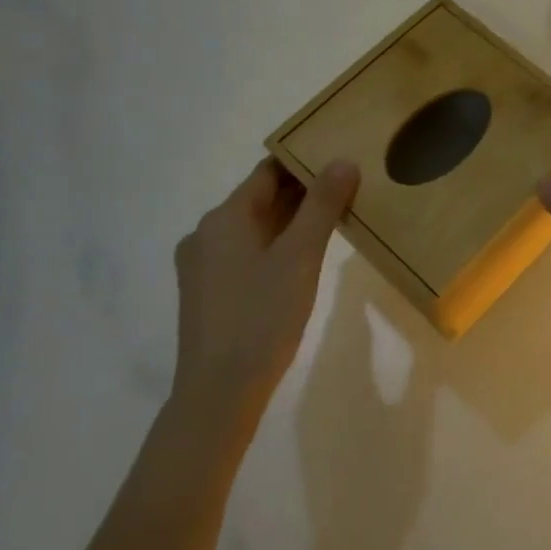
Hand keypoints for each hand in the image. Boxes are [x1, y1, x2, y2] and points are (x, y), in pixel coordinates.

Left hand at [173, 158, 358, 403]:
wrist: (218, 393)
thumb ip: (322, 206)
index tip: (340, 156)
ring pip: (254, 228)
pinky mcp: (208, 293)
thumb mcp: (300, 257)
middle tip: (347, 186)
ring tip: (334, 218)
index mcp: (224, 218)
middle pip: (260, 199)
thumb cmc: (262, 317)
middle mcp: (206, 234)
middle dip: (302, 192)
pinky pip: (246, 253)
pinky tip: (302, 258)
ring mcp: (203, 266)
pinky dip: (276, 245)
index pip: (268, 172)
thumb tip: (343, 161)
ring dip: (291, 220)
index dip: (304, 161)